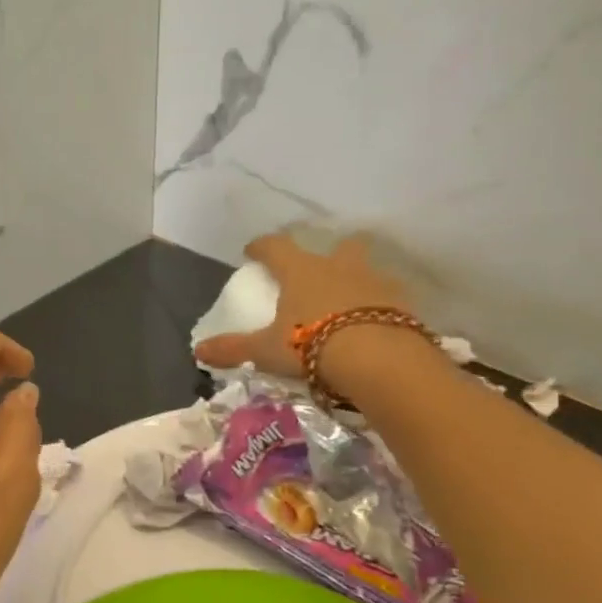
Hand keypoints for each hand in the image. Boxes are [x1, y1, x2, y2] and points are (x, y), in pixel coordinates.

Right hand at [192, 233, 410, 382]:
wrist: (377, 357)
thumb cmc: (311, 344)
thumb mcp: (266, 350)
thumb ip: (233, 349)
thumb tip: (198, 350)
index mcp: (302, 271)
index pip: (276, 247)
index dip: (262, 247)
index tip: (253, 251)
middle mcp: (339, 266)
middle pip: (339, 245)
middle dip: (332, 253)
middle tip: (322, 271)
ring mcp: (375, 280)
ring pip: (368, 269)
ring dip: (359, 280)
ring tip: (351, 303)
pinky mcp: (403, 302)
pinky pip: (390, 298)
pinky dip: (382, 307)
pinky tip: (376, 325)